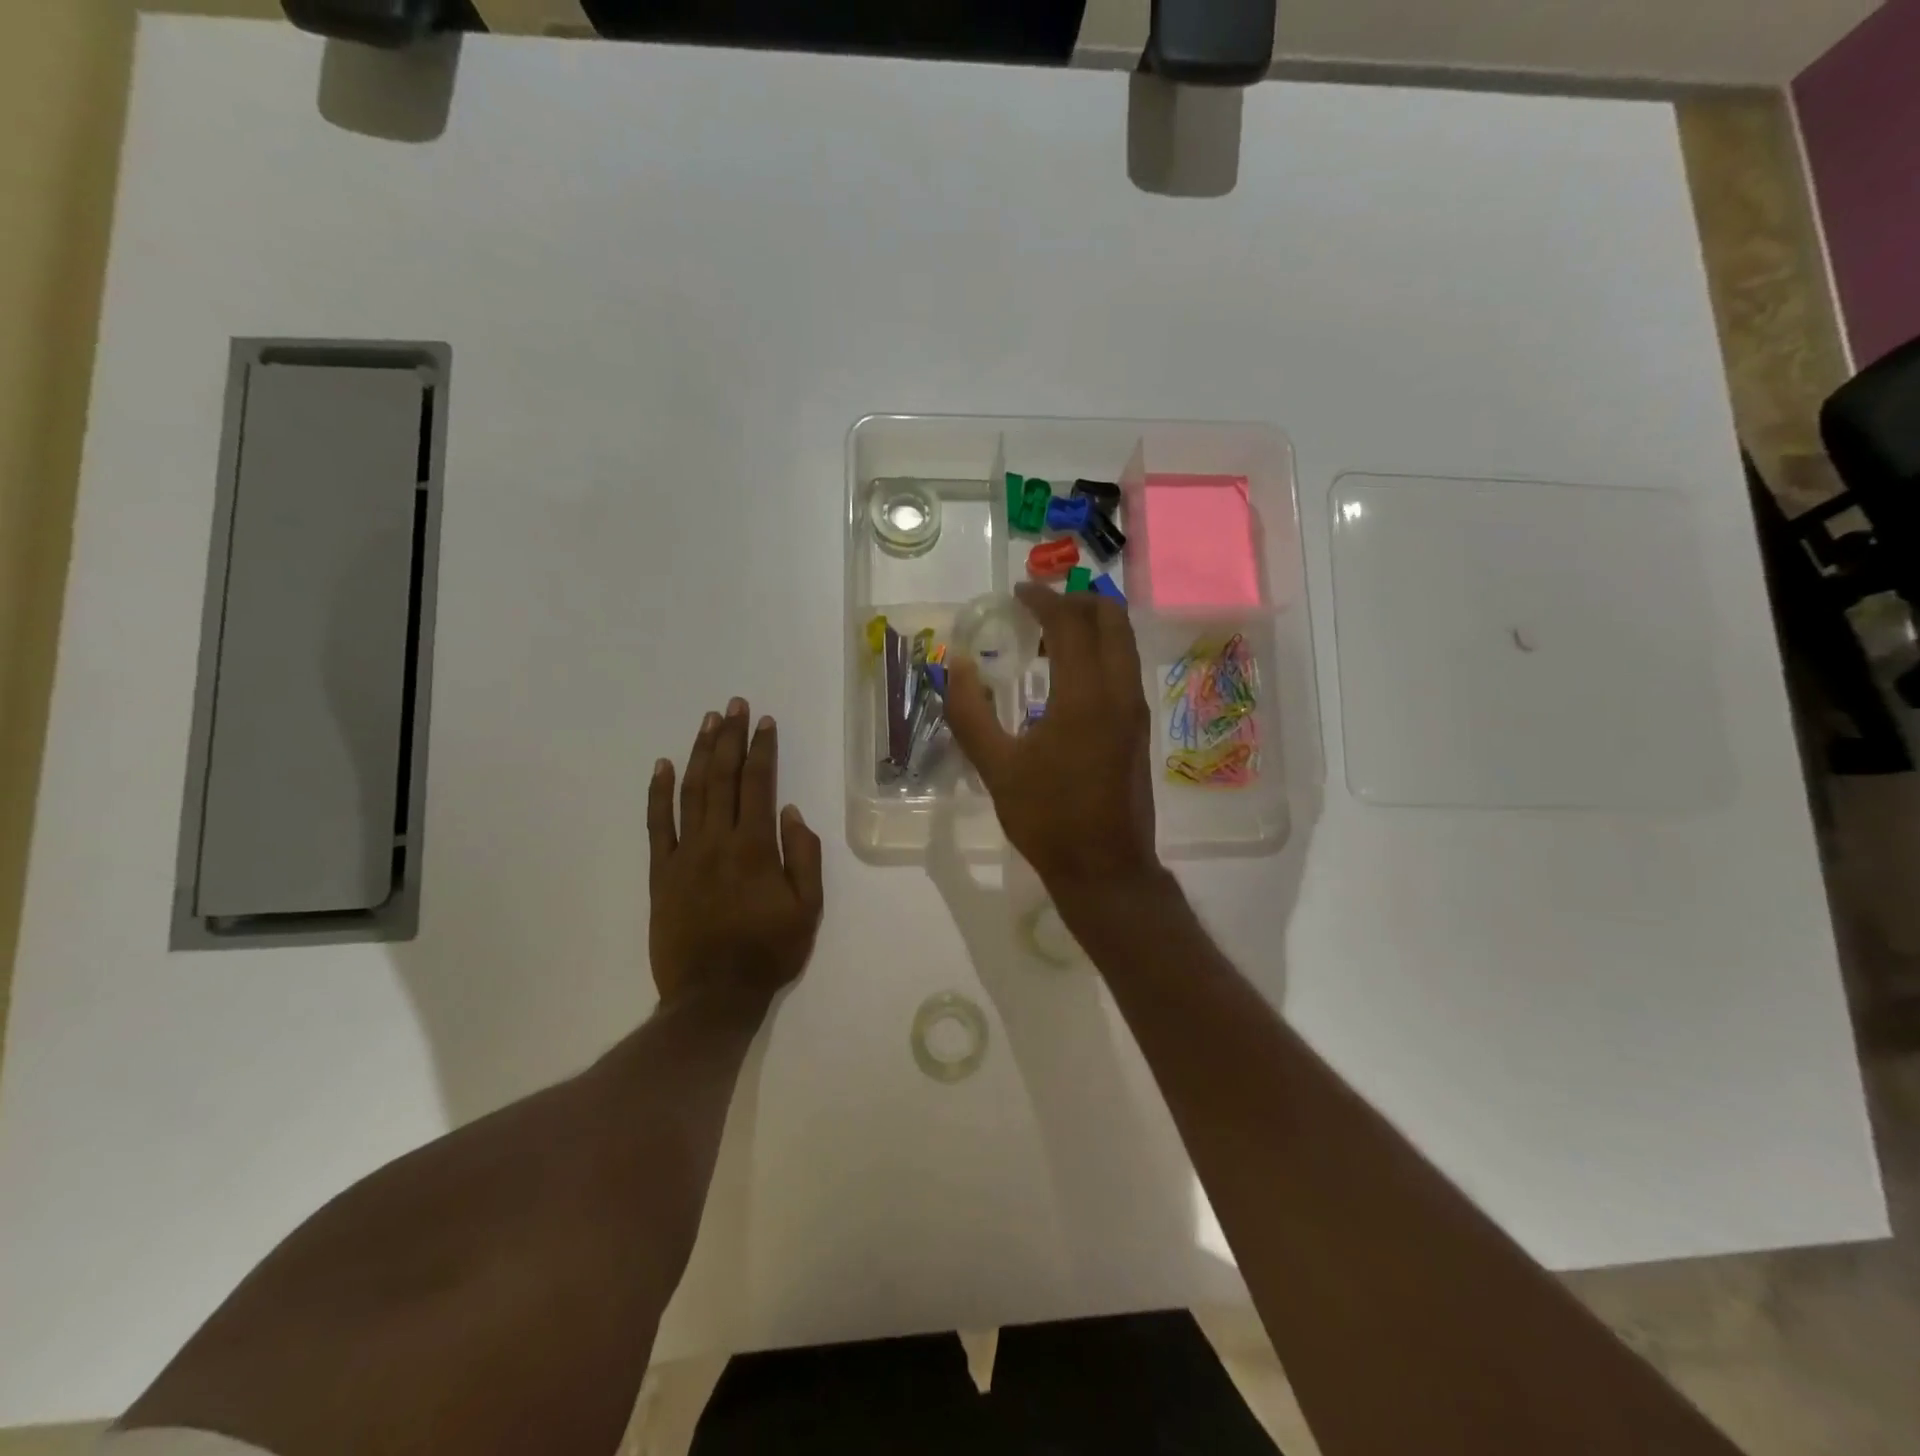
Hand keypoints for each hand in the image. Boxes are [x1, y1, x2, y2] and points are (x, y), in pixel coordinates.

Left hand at [647, 699, 824, 1006]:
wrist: (713, 996)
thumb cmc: (768, 952)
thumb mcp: (808, 909)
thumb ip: (804, 856)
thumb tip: (792, 812)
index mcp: (756, 847)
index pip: (759, 784)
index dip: (762, 749)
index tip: (764, 721)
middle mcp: (718, 841)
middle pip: (722, 777)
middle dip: (730, 738)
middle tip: (734, 705)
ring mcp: (684, 855)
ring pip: (690, 792)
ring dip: (699, 753)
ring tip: (707, 722)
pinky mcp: (661, 873)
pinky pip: (657, 825)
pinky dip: (657, 793)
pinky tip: (661, 765)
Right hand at [945, 583, 1161, 901]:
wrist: (1106, 868)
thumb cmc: (1047, 818)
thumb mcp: (996, 768)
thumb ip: (970, 712)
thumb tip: (957, 666)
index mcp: (1085, 695)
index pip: (1070, 623)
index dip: (1043, 600)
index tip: (1018, 592)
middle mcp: (1120, 692)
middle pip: (1111, 620)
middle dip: (1077, 602)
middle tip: (1039, 606)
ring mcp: (1135, 711)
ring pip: (1123, 643)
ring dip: (1092, 626)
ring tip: (1050, 637)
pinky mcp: (1139, 729)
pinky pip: (1124, 669)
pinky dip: (1100, 652)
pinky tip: (1068, 676)